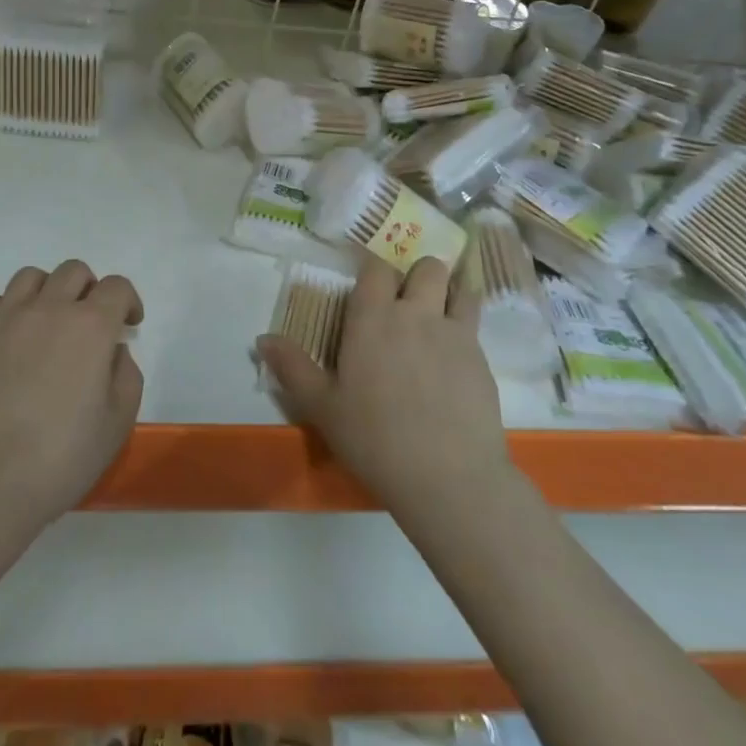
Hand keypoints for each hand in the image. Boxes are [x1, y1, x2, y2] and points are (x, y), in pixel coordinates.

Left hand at [0, 260, 144, 531]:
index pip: (116, 287)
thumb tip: (111, 352)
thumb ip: (126, 374)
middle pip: (74, 272)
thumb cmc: (61, 457)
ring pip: (32, 277)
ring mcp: (5, 318)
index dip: (128, 301)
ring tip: (48, 325)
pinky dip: (11, 310)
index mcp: (90, 326)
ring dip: (49, 292)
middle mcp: (48, 309)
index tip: (127, 326)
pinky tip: (13, 341)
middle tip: (90, 325)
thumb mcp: (118, 422)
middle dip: (90, 291)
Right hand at [255, 256, 507, 522]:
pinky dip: (466, 328)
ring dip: (450, 292)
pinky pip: (475, 326)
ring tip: (440, 313)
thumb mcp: (322, 407)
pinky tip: (455, 358)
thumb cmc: (374, 439)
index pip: (377, 267)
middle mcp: (416, 314)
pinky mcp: (482, 360)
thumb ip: (292, 367)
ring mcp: (455, 334)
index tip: (369, 282)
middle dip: (419, 274)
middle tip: (407, 300)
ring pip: (460, 289)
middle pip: (427, 267)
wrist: (448, 478)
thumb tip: (262, 338)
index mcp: (373, 318)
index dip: (374, 269)